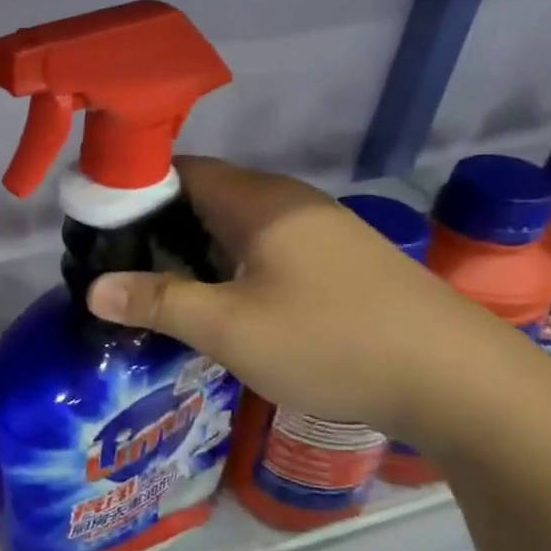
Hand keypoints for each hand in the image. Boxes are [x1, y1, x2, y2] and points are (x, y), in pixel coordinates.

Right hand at [86, 157, 543, 447]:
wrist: (457, 380)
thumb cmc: (331, 342)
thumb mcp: (230, 328)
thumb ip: (159, 302)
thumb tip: (93, 288)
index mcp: (260, 202)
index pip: (180, 169)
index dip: (133, 190)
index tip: (96, 225)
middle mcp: (289, 203)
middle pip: (206, 196)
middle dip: (158, 226)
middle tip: (117, 266)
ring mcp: (320, 231)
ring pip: (236, 226)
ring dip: (195, 250)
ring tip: (156, 288)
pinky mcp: (339, 262)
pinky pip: (264, 249)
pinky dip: (230, 266)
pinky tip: (220, 304)